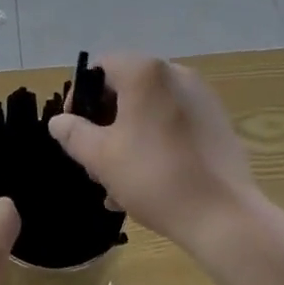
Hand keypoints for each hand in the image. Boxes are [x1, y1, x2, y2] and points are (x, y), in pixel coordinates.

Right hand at [49, 55, 258, 252]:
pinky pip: (175, 123)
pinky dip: (157, 142)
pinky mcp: (218, 122)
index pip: (101, 69)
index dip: (80, 98)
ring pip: (151, 110)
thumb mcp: (101, 157)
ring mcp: (201, 97)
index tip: (75, 132)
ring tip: (119, 183)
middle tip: (95, 161)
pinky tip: (150, 182)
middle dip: (106, 124)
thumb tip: (59, 121)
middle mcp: (175, 73)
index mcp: (145, 72)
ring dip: (130, 137)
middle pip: (127, 89)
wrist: (224, 215)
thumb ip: (74, 134)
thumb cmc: (154, 177)